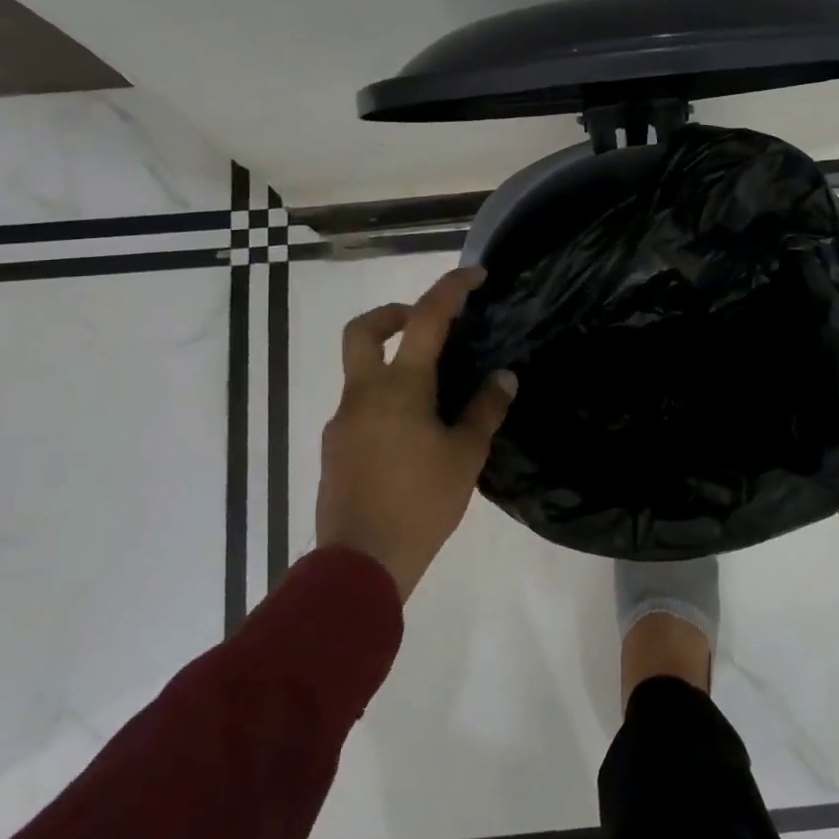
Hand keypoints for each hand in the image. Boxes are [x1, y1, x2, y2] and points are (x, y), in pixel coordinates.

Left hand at [315, 267, 517, 599]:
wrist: (360, 564)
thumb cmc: (421, 503)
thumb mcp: (466, 456)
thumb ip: (486, 410)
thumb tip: (504, 377)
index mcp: (399, 387)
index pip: (425, 319)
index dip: (451, 289)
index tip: (475, 275)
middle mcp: (363, 394)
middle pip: (363, 330)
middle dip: (393, 314)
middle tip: (424, 324)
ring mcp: (343, 421)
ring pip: (360, 371)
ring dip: (391, 364)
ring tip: (433, 396)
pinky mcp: (334, 448)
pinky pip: (360, 407)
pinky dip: (384, 402)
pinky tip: (411, 436)